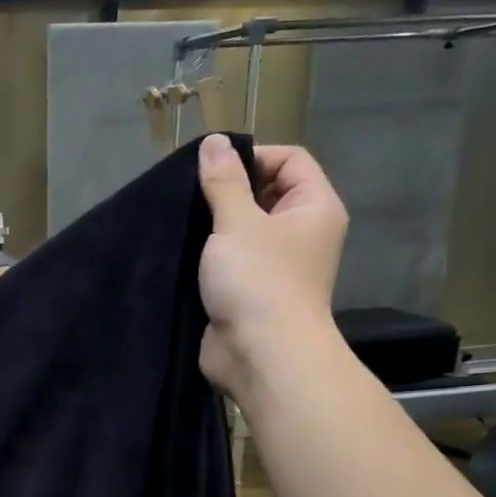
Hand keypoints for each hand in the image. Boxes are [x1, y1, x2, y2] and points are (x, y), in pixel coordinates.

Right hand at [197, 136, 348, 396]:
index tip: (211, 170)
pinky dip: (209, 256)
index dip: (252, 156)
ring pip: (244, 230)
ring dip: (214, 226)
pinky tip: (182, 254)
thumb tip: (213, 142)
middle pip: (266, 193)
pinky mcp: (251, 292)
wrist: (261, 354)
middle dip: (228, 192)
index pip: (290, 159)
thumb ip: (223, 182)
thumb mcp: (237, 222)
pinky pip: (230, 261)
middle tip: (190, 196)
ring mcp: (276, 265)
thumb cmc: (258, 281)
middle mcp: (301, 233)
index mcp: (314, 207)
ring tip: (182, 223)